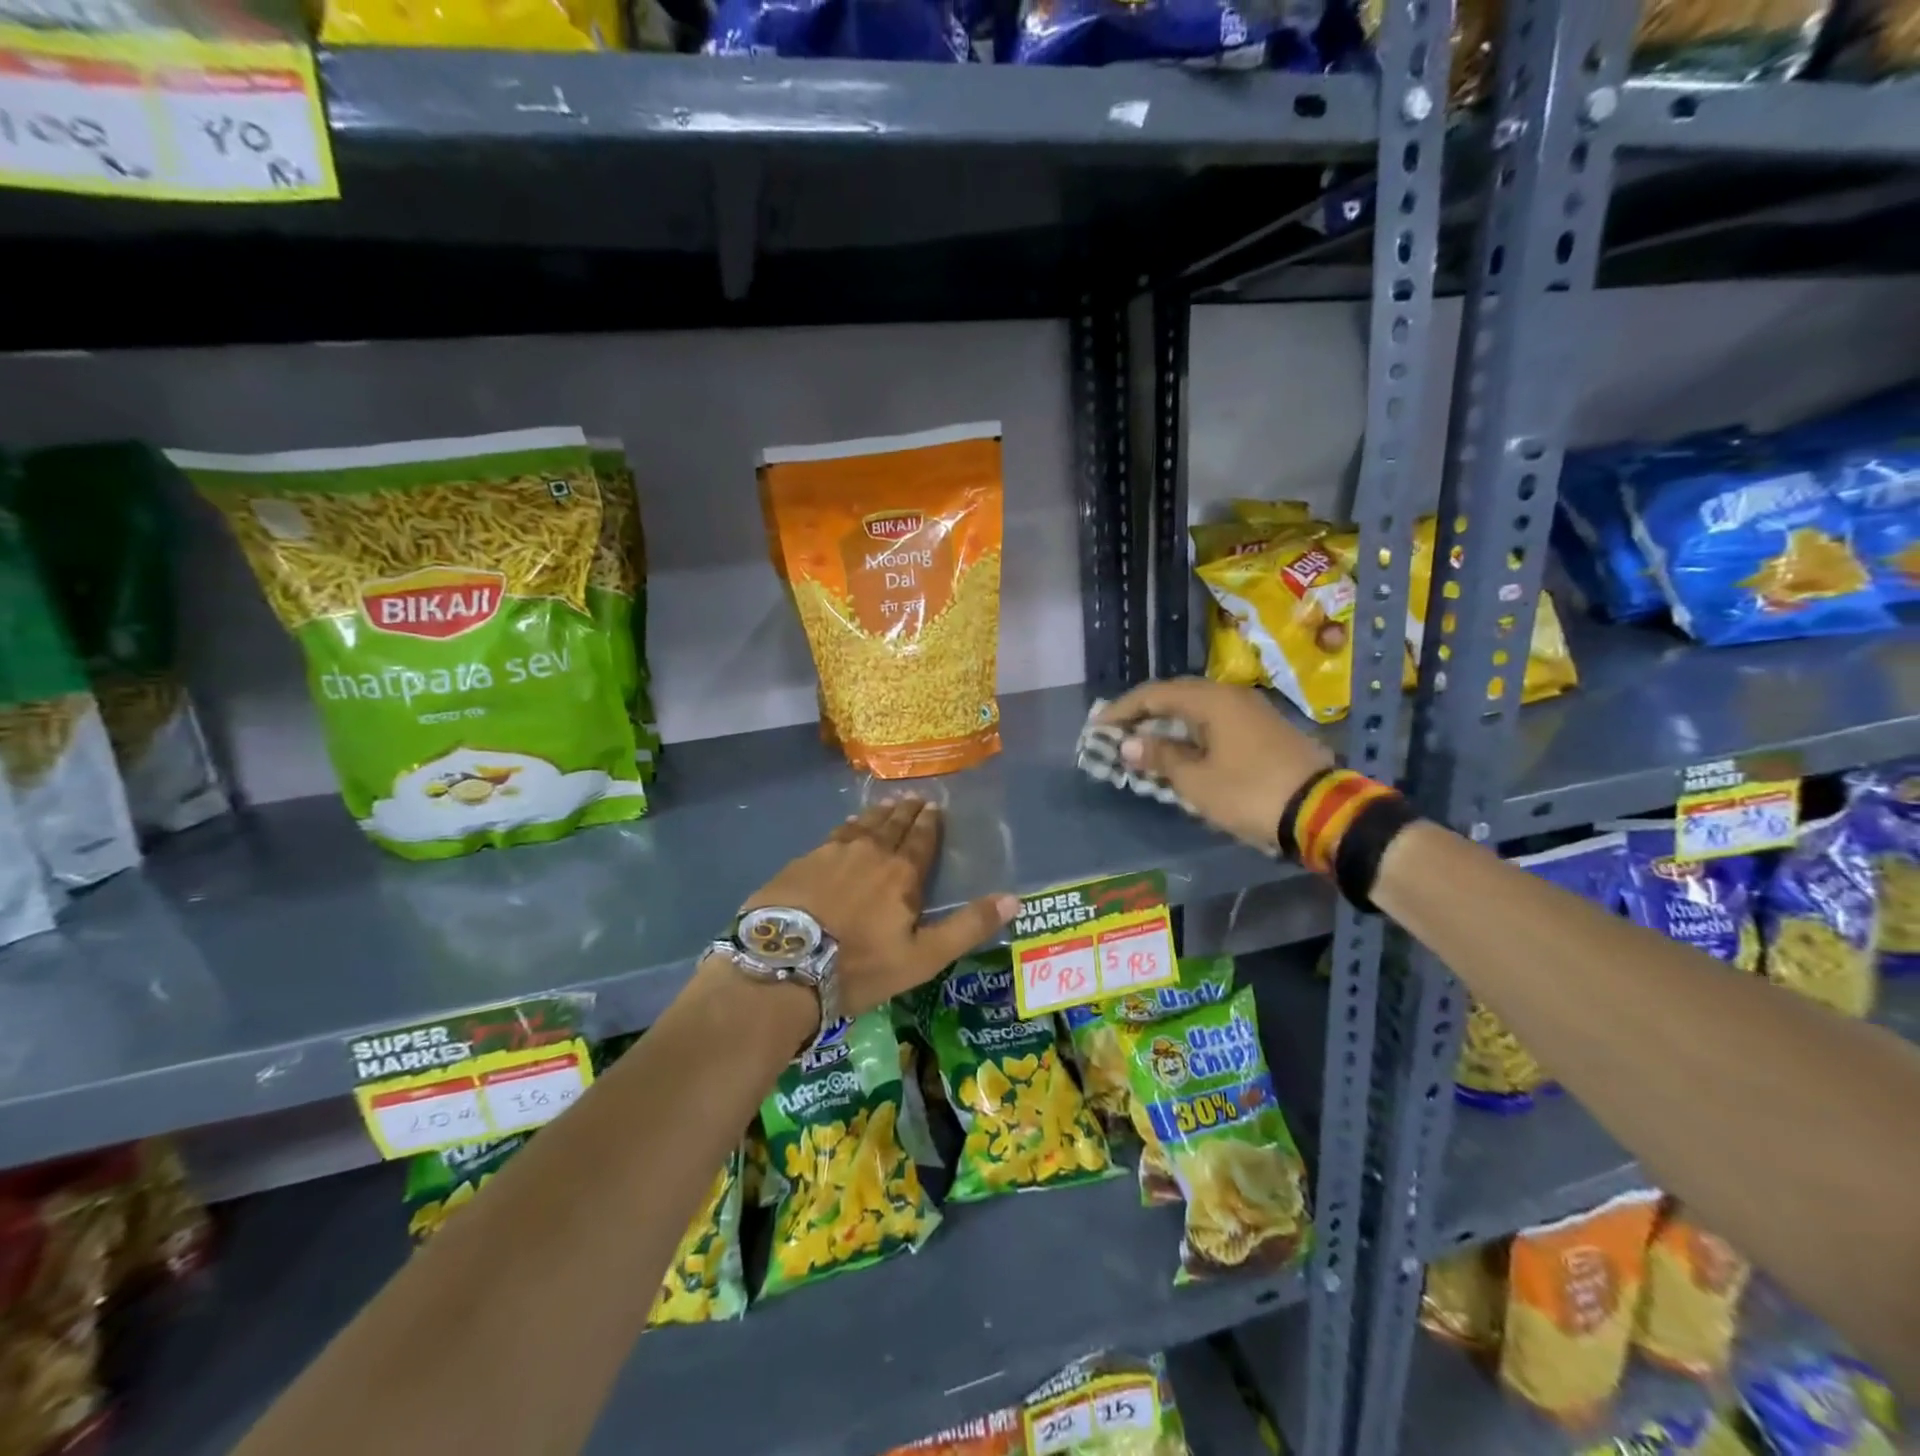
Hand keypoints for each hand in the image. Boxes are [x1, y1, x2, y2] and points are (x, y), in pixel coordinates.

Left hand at [742, 796, 1018, 1019]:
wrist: (784, 965)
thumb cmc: (859, 966)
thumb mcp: (923, 958)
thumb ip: (968, 927)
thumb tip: (1014, 899)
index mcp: (901, 873)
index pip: (921, 839)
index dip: (930, 823)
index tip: (934, 806)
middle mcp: (869, 852)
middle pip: (892, 825)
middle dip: (906, 811)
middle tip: (914, 797)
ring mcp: (832, 853)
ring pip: (861, 825)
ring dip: (877, 813)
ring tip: (886, 804)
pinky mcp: (802, 861)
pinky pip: (833, 835)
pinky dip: (846, 827)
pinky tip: (845, 827)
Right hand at [1098, 677, 1333, 853]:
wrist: (1322, 812)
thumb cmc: (1250, 793)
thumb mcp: (1197, 781)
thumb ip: (1160, 758)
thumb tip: (1130, 744)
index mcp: (1212, 700)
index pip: (1155, 694)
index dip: (1123, 710)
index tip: (1098, 727)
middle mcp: (1231, 696)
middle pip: (1177, 696)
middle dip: (1144, 713)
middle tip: (1117, 732)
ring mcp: (1252, 712)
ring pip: (1198, 709)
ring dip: (1168, 724)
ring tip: (1143, 742)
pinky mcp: (1264, 730)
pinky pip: (1216, 722)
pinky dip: (1191, 733)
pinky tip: (1181, 751)